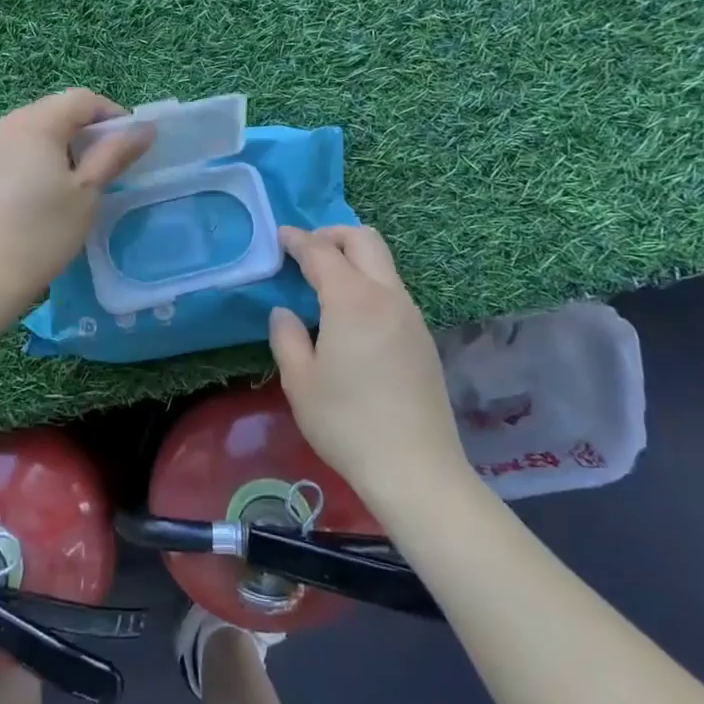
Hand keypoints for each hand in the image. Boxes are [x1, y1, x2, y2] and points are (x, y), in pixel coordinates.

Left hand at [0, 89, 154, 308]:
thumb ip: (114, 154)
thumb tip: (144, 128)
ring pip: (29, 132)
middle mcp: (3, 125)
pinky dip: (30, 162)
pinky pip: (8, 153)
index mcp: (34, 123)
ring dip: (57, 146)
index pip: (81, 99)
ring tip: (72, 183)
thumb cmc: (42, 233)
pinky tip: (36, 198)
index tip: (128, 145)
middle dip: (83, 131)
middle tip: (104, 166)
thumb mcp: (87, 193)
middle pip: (53, 111)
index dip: (111, 115)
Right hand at [268, 225, 464, 503]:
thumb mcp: (300, 381)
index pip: (321, 252)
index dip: (297, 240)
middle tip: (306, 251)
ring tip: (324, 282)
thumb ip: (286, 337)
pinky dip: (368, 283)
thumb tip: (285, 312)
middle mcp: (387, 296)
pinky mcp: (423, 337)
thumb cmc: (346, 423)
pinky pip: (393, 290)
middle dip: (333, 235)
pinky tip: (351, 315)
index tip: (280, 237)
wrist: (415, 468)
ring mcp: (411, 316)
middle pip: (365, 240)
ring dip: (354, 258)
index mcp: (352, 300)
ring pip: (383, 264)